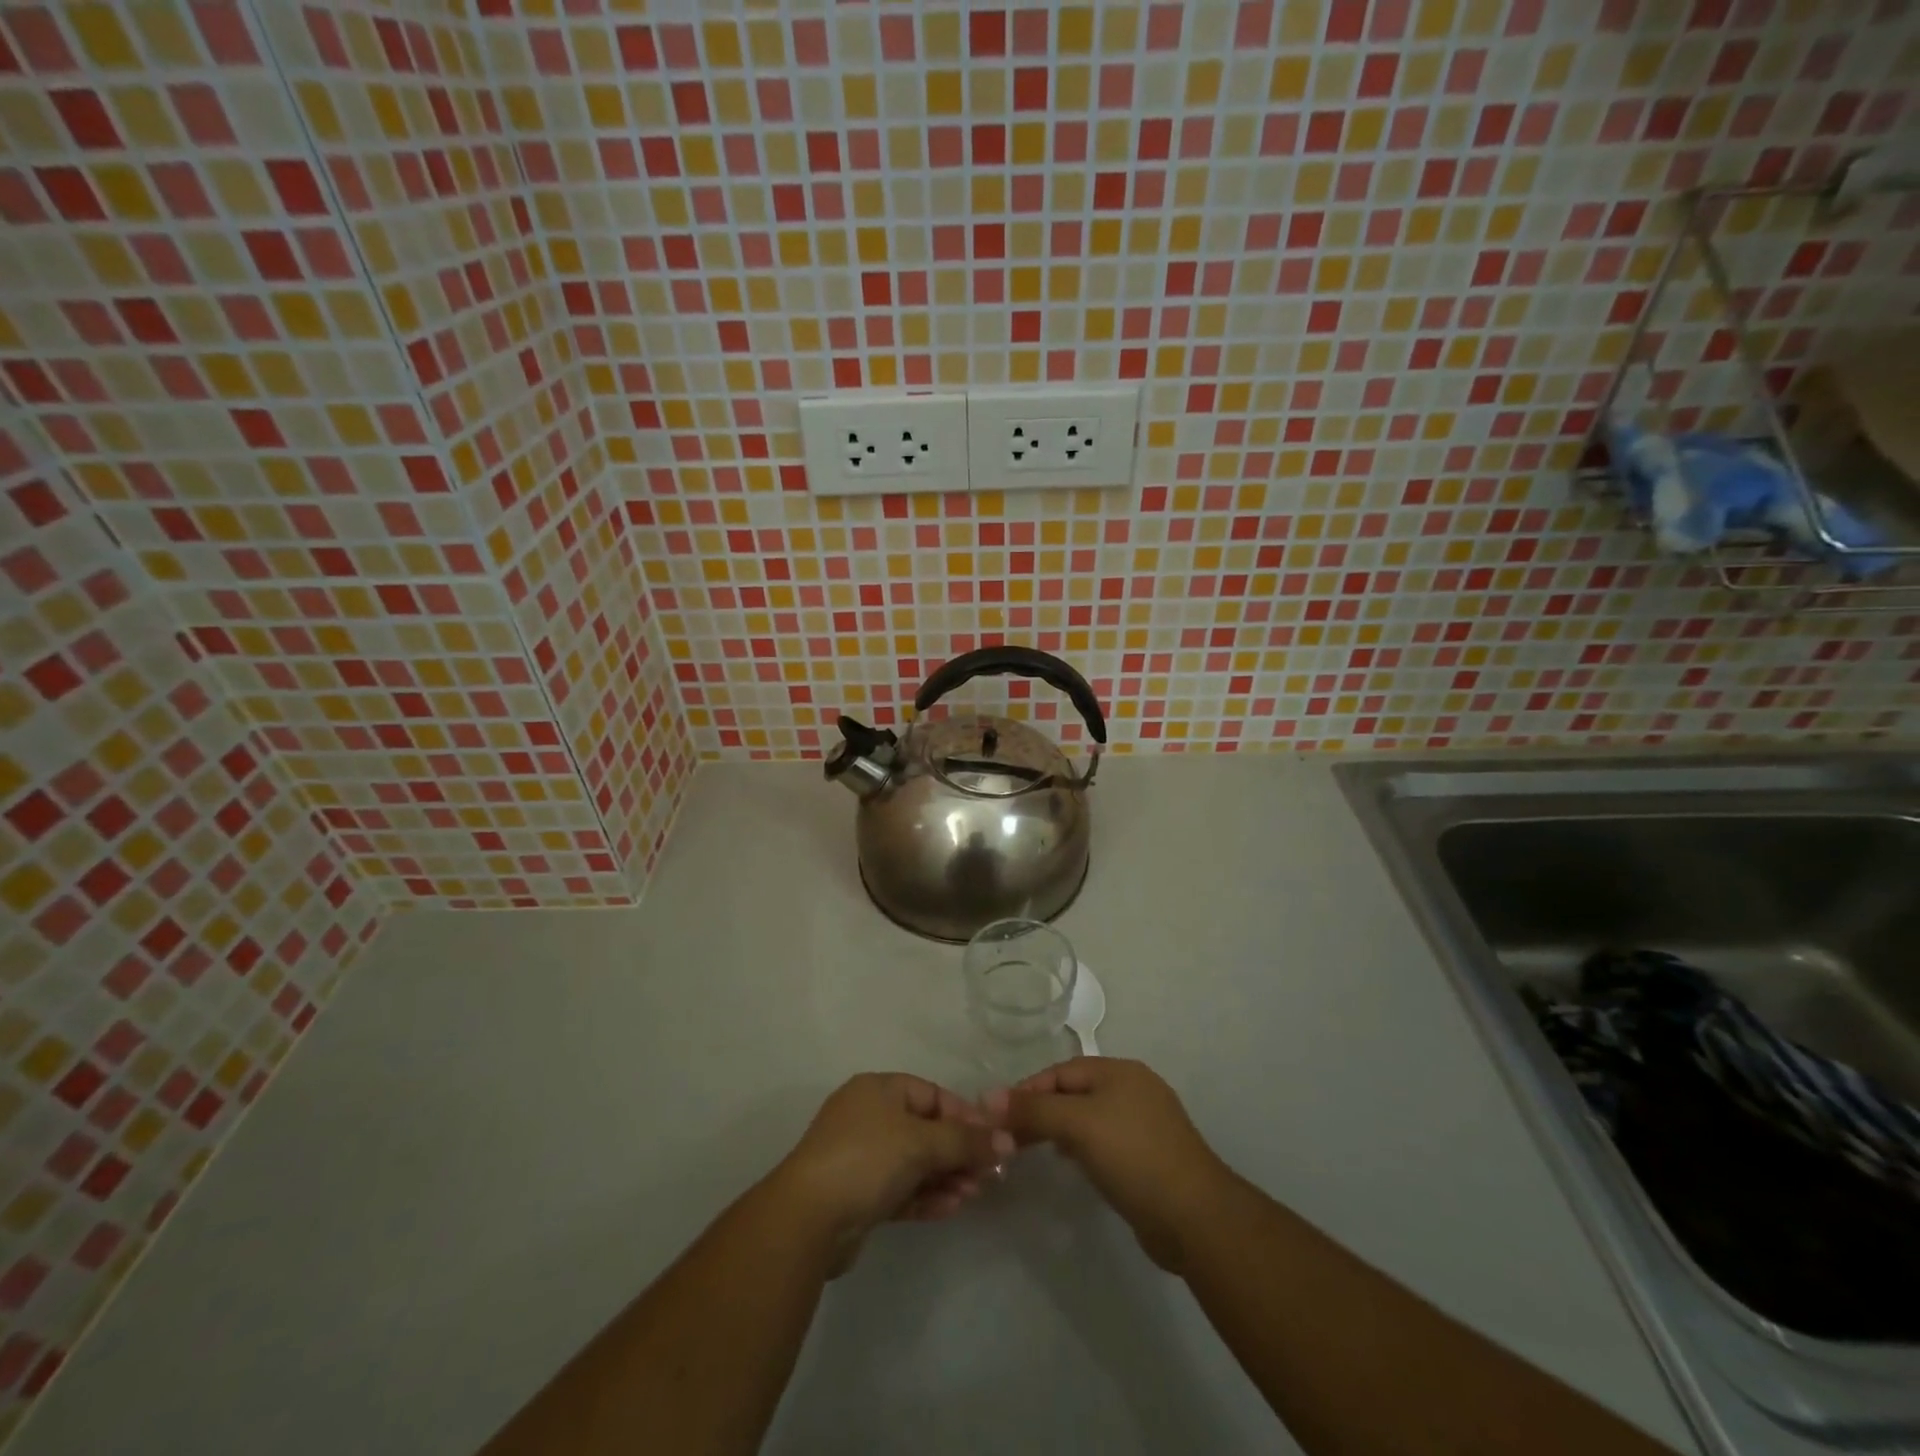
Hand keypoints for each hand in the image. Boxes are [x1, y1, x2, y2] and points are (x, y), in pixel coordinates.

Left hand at [770, 1073, 1012, 1274]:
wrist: (808, 1219)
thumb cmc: (867, 1159)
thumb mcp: (921, 1143)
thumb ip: (966, 1141)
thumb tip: (1007, 1140)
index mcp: (878, 1090)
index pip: (932, 1094)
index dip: (964, 1116)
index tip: (993, 1141)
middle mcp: (869, 1117)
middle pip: (926, 1129)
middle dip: (958, 1151)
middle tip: (988, 1175)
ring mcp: (862, 1157)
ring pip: (915, 1162)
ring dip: (946, 1176)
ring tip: (973, 1195)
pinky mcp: (859, 1195)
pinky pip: (902, 1189)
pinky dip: (927, 1195)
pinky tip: (952, 1208)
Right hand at [986, 1058, 1231, 1272]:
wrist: (1195, 1217)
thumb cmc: (1133, 1156)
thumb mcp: (1077, 1125)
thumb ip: (1033, 1109)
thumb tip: (988, 1097)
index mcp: (1120, 1071)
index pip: (1061, 1071)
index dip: (1028, 1089)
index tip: (998, 1114)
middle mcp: (1134, 1089)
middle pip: (1074, 1092)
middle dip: (1042, 1111)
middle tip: (1010, 1136)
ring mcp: (1145, 1124)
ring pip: (1089, 1118)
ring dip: (1059, 1130)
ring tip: (1032, 1149)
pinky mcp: (1150, 1158)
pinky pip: (1105, 1142)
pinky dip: (1083, 1149)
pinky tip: (1072, 1165)